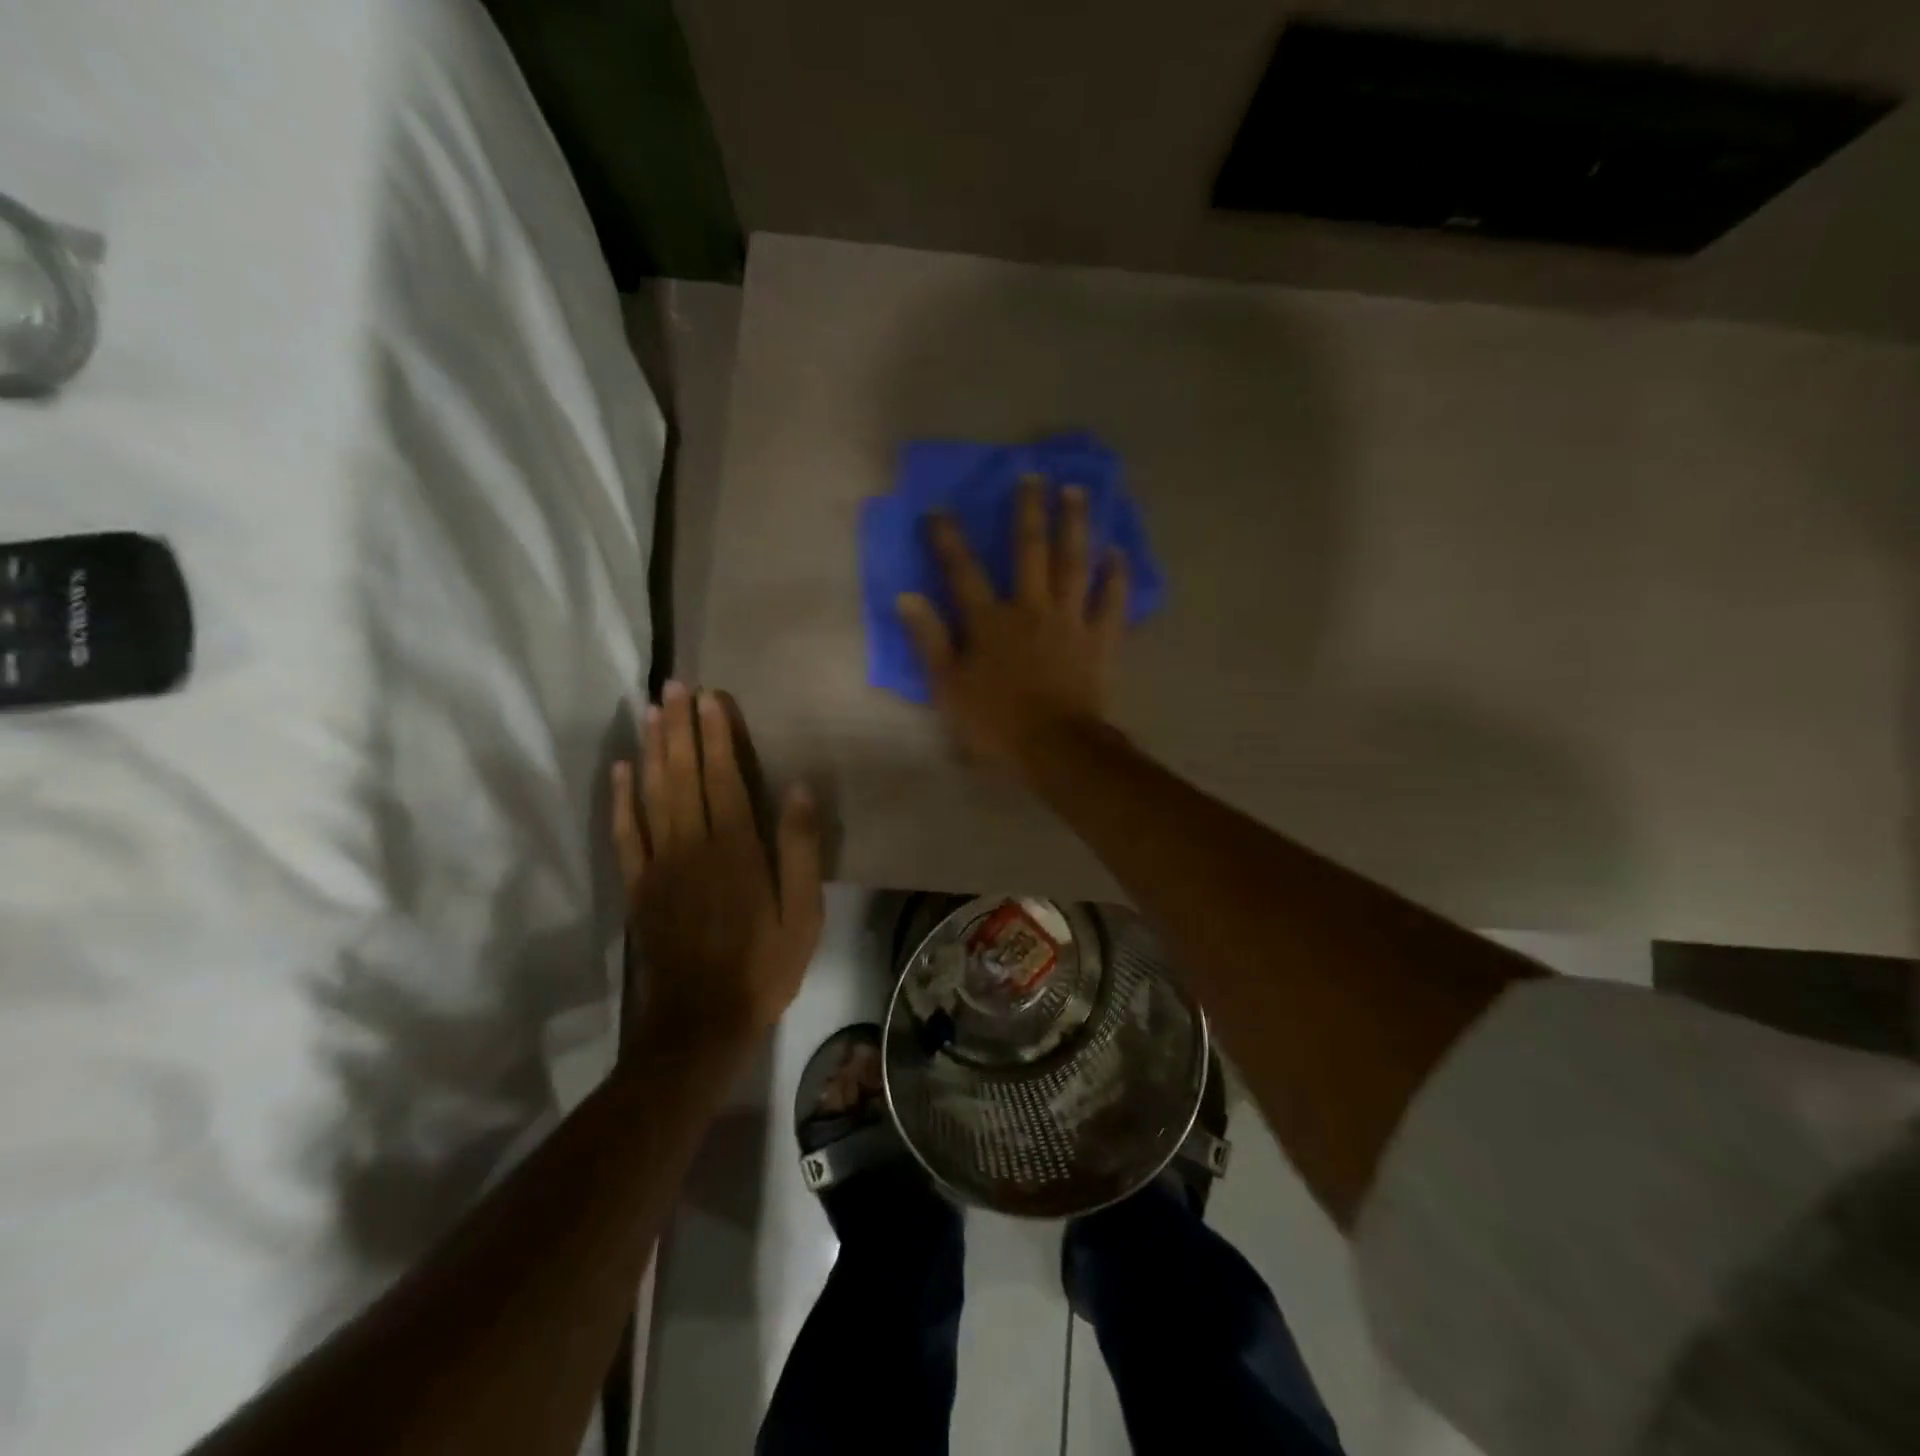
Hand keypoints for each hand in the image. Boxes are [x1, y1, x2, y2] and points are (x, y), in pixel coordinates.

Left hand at [611, 683, 823, 1058]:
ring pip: (652, 794)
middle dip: (680, 727)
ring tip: (651, 710)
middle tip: (673, 686)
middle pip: (683, 774)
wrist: (701, 1021)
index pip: (724, 777)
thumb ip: (799, 849)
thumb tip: (798, 789)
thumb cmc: (764, 965)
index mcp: (736, 848)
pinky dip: (621, 798)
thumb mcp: (803, 913)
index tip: (710, 697)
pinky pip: (626, 833)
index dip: (717, 735)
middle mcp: (693, 844)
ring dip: (652, 749)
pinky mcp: (638, 886)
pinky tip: (621, 769)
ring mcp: (659, 864)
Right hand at [896, 477, 1127, 776]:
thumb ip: (929, 641)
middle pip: (1029, 551)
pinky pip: (1111, 601)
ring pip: (1073, 563)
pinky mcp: (1100, 639)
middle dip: (1028, 511)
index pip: (963, 571)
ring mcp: (1070, 620)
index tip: (939, 510)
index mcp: (990, 621)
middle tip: (1033, 475)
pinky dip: (1115, 577)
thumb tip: (907, 598)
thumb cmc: (995, 722)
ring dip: (1075, 525)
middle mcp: (1031, 608)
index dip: (948, 540)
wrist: (1055, 747)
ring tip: (1076, 491)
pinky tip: (1117, 552)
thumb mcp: (949, 687)